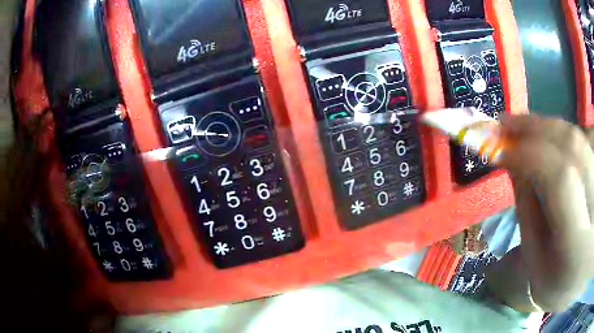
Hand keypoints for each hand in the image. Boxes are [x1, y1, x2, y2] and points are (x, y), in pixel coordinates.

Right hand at [493, 114, 593, 311]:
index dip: (529, 154)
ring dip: (549, 128)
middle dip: (538, 127)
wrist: (578, 278)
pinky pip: (584, 140)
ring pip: (579, 138)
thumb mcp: (535, 256)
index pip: (560, 180)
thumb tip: (512, 158)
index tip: (497, 148)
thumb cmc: (555, 279)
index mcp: (576, 244)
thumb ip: (527, 206)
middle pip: (574, 146)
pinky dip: (563, 137)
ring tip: (525, 130)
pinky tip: (551, 143)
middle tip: (506, 123)